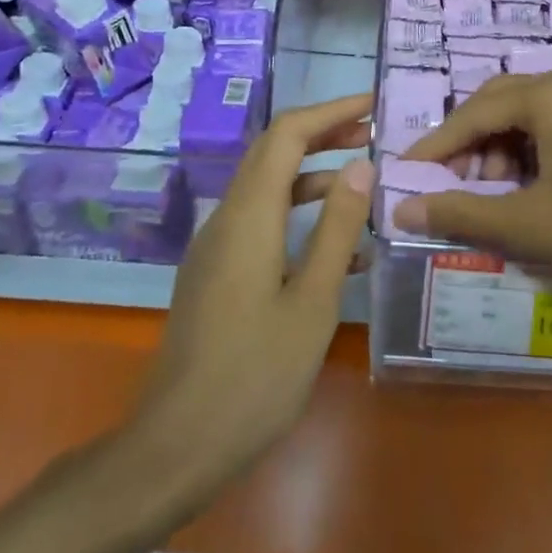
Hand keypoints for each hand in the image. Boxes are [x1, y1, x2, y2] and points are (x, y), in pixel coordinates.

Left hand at [131, 95, 374, 505]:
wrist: (178, 445)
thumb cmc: (255, 374)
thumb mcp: (313, 300)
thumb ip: (338, 228)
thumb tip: (362, 166)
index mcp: (248, 216)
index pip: (286, 135)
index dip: (330, 112)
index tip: (372, 108)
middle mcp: (226, 220)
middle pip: (273, 154)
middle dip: (322, 136)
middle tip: (373, 134)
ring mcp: (217, 248)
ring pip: (267, 190)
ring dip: (314, 178)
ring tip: (365, 184)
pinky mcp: (216, 275)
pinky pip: (260, 226)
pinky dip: (298, 218)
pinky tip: (339, 250)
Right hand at [394, 70, 551, 324]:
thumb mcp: (531, 225)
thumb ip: (462, 212)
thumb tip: (403, 209)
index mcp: (549, 95)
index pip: (472, 113)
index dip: (435, 146)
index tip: (405, 175)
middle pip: (501, 104)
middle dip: (470, 145)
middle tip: (452, 187)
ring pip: (534, 116)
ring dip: (504, 150)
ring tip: (496, 196)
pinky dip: (537, 154)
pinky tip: (538, 191)